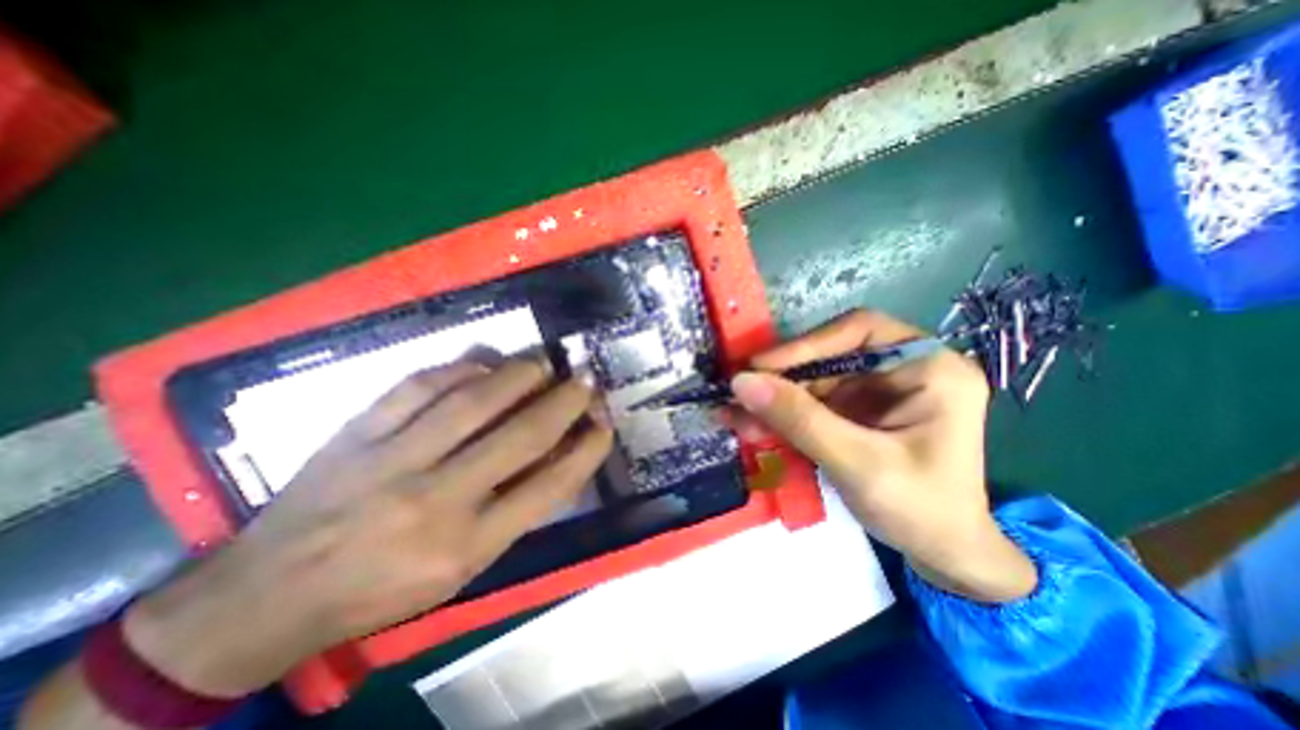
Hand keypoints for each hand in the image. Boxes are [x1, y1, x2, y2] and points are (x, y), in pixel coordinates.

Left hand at [120, 357, 608, 698]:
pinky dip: (460, 367)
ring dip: (520, 374)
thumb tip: (557, 455)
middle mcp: (436, 499)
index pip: (550, 486)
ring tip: (545, 362)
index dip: (587, 448)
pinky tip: (483, 363)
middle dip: (565, 402)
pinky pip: (419, 385)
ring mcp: (391, 459)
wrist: (264, 597)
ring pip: (474, 399)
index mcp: (466, 546)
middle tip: (585, 380)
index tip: (605, 424)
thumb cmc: (382, 591)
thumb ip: (514, 512)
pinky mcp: (356, 432)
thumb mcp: (462, 571)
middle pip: (521, 435)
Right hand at [731, 311, 1036, 600]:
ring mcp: (874, 391)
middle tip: (737, 394)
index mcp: (929, 367)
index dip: (806, 345)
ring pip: (811, 381)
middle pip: (827, 357)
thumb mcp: (858, 463)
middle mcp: (900, 369)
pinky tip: (751, 426)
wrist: (941, 556)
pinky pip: (808, 404)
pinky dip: (779, 416)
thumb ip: (800, 420)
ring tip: (734, 416)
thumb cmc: (921, 510)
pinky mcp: (853, 412)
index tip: (760, 367)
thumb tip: (741, 382)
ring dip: (772, 400)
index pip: (859, 331)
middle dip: (781, 380)